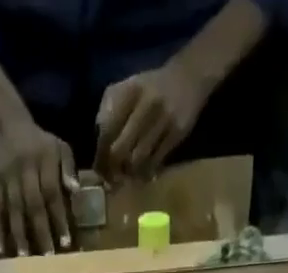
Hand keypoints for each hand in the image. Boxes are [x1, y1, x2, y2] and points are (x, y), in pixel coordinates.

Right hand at [0, 116, 75, 255]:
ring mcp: (8, 178)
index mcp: (44, 161)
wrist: (5, 122)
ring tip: (24, 257)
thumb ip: (68, 167)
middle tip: (47, 258)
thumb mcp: (59, 145)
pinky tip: (0, 249)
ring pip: (14, 209)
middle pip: (34, 205)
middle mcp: (26, 171)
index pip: (53, 193)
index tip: (66, 243)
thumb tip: (76, 191)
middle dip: (41, 232)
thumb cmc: (38, 141)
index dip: (59, 218)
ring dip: (18, 234)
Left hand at [95, 64, 207, 178]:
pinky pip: (156, 162)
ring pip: (138, 159)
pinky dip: (146, 172)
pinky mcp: (176, 133)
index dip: (100, 155)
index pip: (107, 131)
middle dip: (113, 169)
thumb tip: (99, 140)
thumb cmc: (152, 88)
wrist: (189, 77)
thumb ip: (110, 108)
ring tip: (127, 176)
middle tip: (112, 179)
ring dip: (130, 173)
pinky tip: (143, 173)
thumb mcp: (128, 87)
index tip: (99, 171)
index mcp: (129, 91)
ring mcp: (163, 119)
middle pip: (120, 150)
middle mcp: (146, 104)